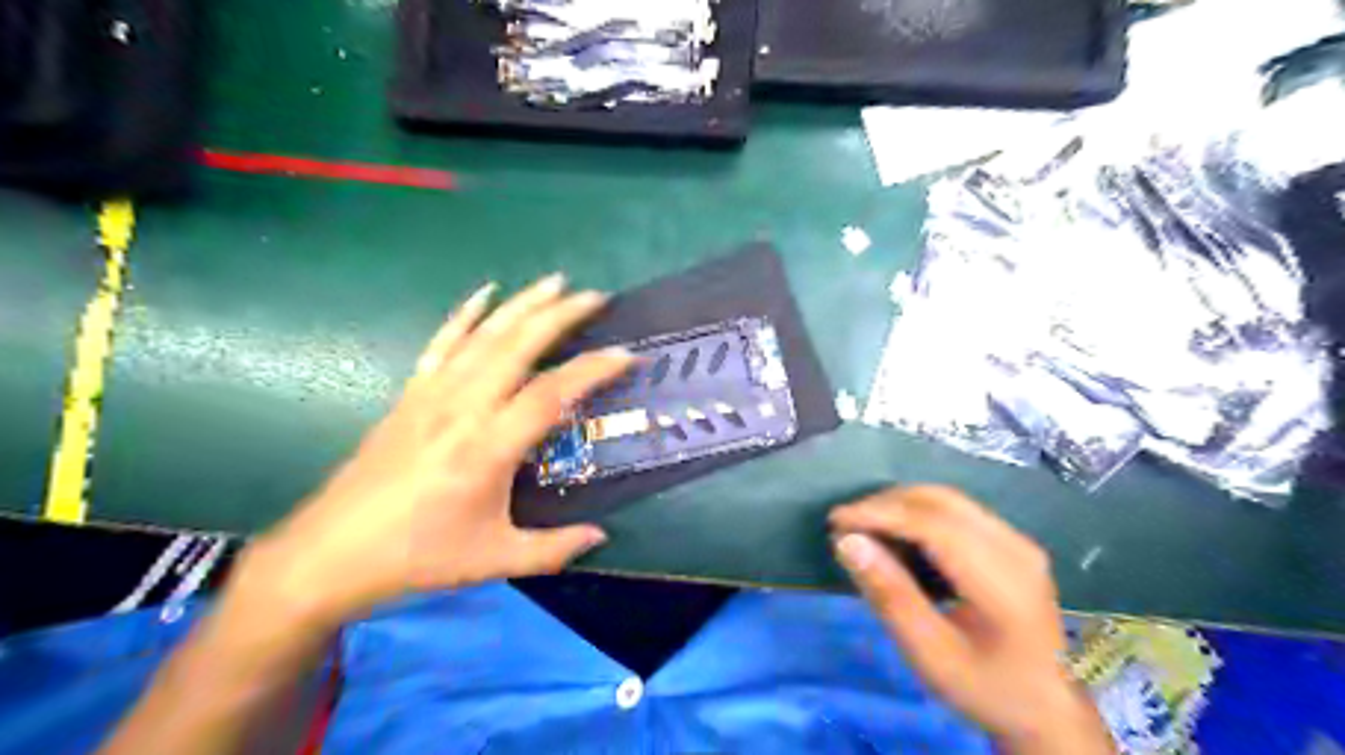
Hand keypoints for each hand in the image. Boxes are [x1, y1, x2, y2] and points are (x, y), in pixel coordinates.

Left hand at [236, 274, 636, 627]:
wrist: (331, 554)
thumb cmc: (418, 557)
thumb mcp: (494, 559)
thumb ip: (554, 548)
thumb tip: (601, 536)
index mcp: (487, 448)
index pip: (551, 394)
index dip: (593, 370)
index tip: (626, 354)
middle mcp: (461, 409)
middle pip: (517, 346)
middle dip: (559, 315)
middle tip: (594, 296)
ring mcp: (432, 395)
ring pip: (484, 336)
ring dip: (522, 305)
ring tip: (554, 282)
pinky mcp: (410, 395)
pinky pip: (442, 343)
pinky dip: (465, 315)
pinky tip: (484, 293)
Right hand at [831, 486, 1115, 752]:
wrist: (1049, 709)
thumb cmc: (986, 687)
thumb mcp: (930, 655)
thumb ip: (890, 596)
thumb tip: (847, 542)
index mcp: (1004, 580)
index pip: (933, 524)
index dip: (880, 514)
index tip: (836, 521)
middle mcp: (1015, 546)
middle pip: (941, 501)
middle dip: (885, 504)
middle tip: (845, 525)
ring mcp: (1017, 541)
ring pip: (947, 500)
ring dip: (900, 506)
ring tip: (864, 529)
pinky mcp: (1011, 542)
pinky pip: (956, 511)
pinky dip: (918, 514)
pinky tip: (897, 537)